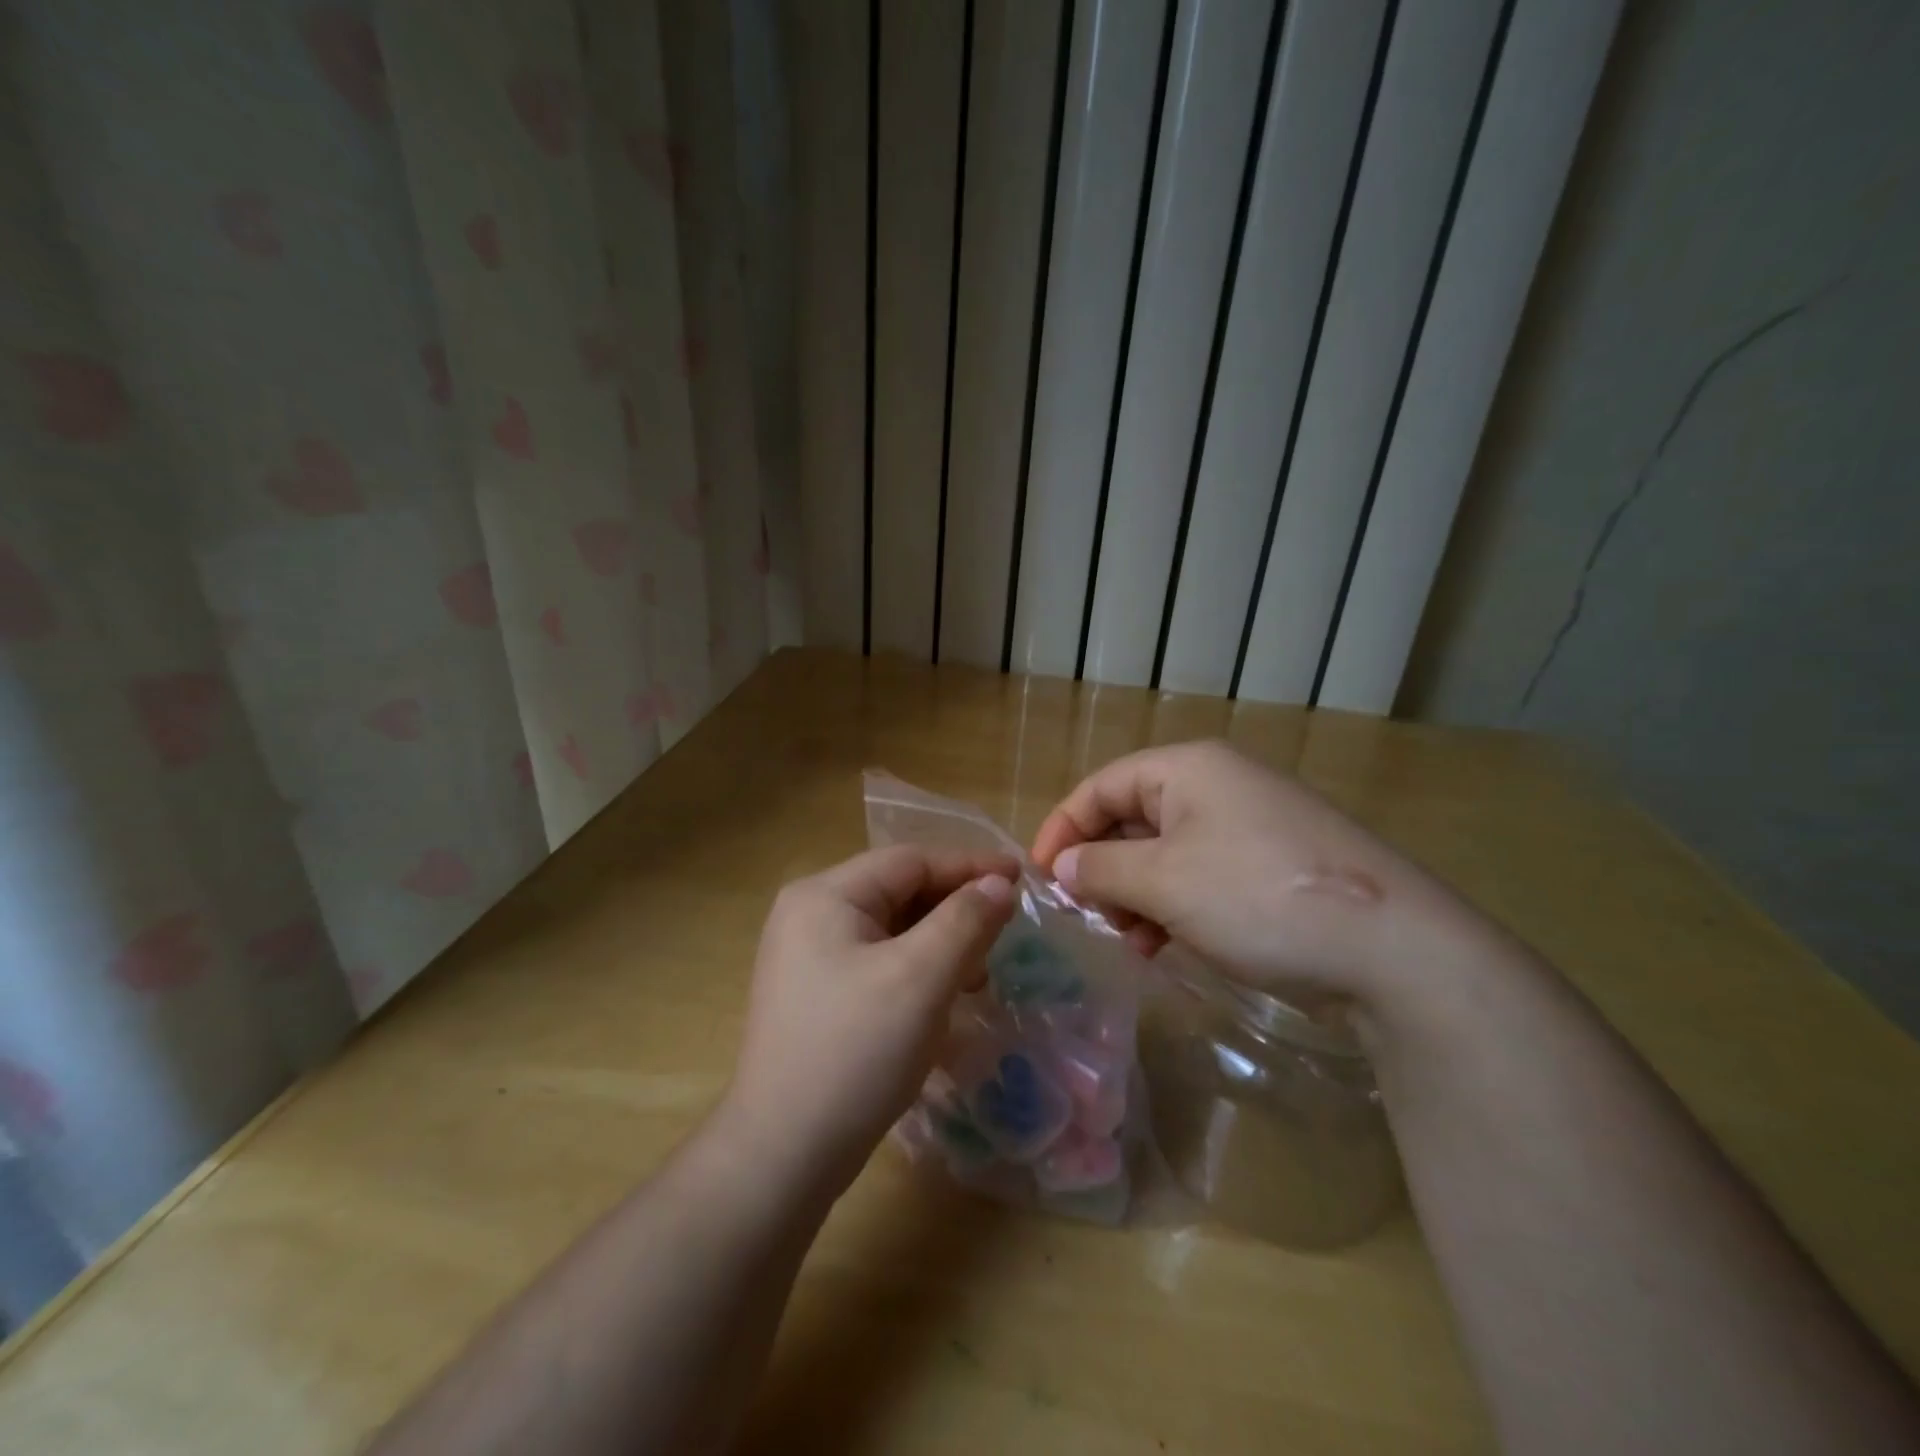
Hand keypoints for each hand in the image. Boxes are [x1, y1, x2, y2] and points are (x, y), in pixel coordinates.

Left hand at [719, 845, 1017, 1192]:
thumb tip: (999, 884)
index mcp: (824, 896)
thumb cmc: (855, 1052)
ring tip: (978, 973)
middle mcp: (809, 915)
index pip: (909, 861)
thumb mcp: (920, 978)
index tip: (1020, 879)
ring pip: (891, 930)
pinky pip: (878, 962)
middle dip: (954, 909)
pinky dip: (917, 971)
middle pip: (899, 892)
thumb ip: (965, 921)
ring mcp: (808, 957)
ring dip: (940, 943)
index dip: (968, 866)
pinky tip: (943, 999)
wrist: (783, 1155)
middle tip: (1004, 932)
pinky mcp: (817, 995)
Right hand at [1030, 741, 1491, 1003]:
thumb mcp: (1164, 881)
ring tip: (1127, 941)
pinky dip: (1174, 906)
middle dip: (1102, 868)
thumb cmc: (1259, 896)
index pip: (1102, 786)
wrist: (1396, 950)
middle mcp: (1219, 786)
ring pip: (1167, 853)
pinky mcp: (1274, 868)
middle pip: (1134, 818)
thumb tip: (1061, 866)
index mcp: (1189, 769)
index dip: (1063, 827)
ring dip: (1136, 894)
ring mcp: (1251, 827)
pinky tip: (1165, 946)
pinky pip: (1202, 877)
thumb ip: (1101, 869)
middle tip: (1087, 916)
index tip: (1040, 876)